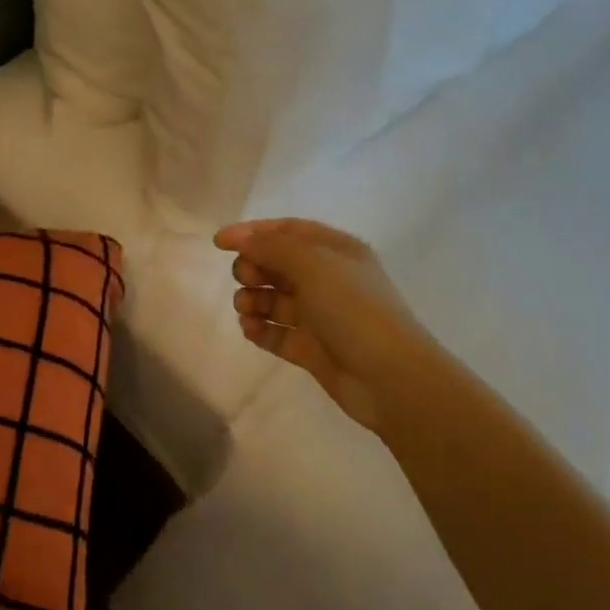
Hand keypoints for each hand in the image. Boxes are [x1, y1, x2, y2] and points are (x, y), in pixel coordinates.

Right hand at [215, 219, 426, 430]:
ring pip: (273, 300)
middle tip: (245, 279)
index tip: (219, 243)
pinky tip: (250, 329)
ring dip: (252, 300)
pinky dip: (259, 329)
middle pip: (277, 265)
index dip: (252, 233)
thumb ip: (272, 247)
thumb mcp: (313, 264)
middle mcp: (328, 279)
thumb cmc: (353, 309)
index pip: (287, 231)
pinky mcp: (311, 349)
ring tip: (246, 310)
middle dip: (253, 269)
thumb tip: (240, 239)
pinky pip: (276, 332)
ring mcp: (320, 316)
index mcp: (336, 251)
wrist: (390, 377)